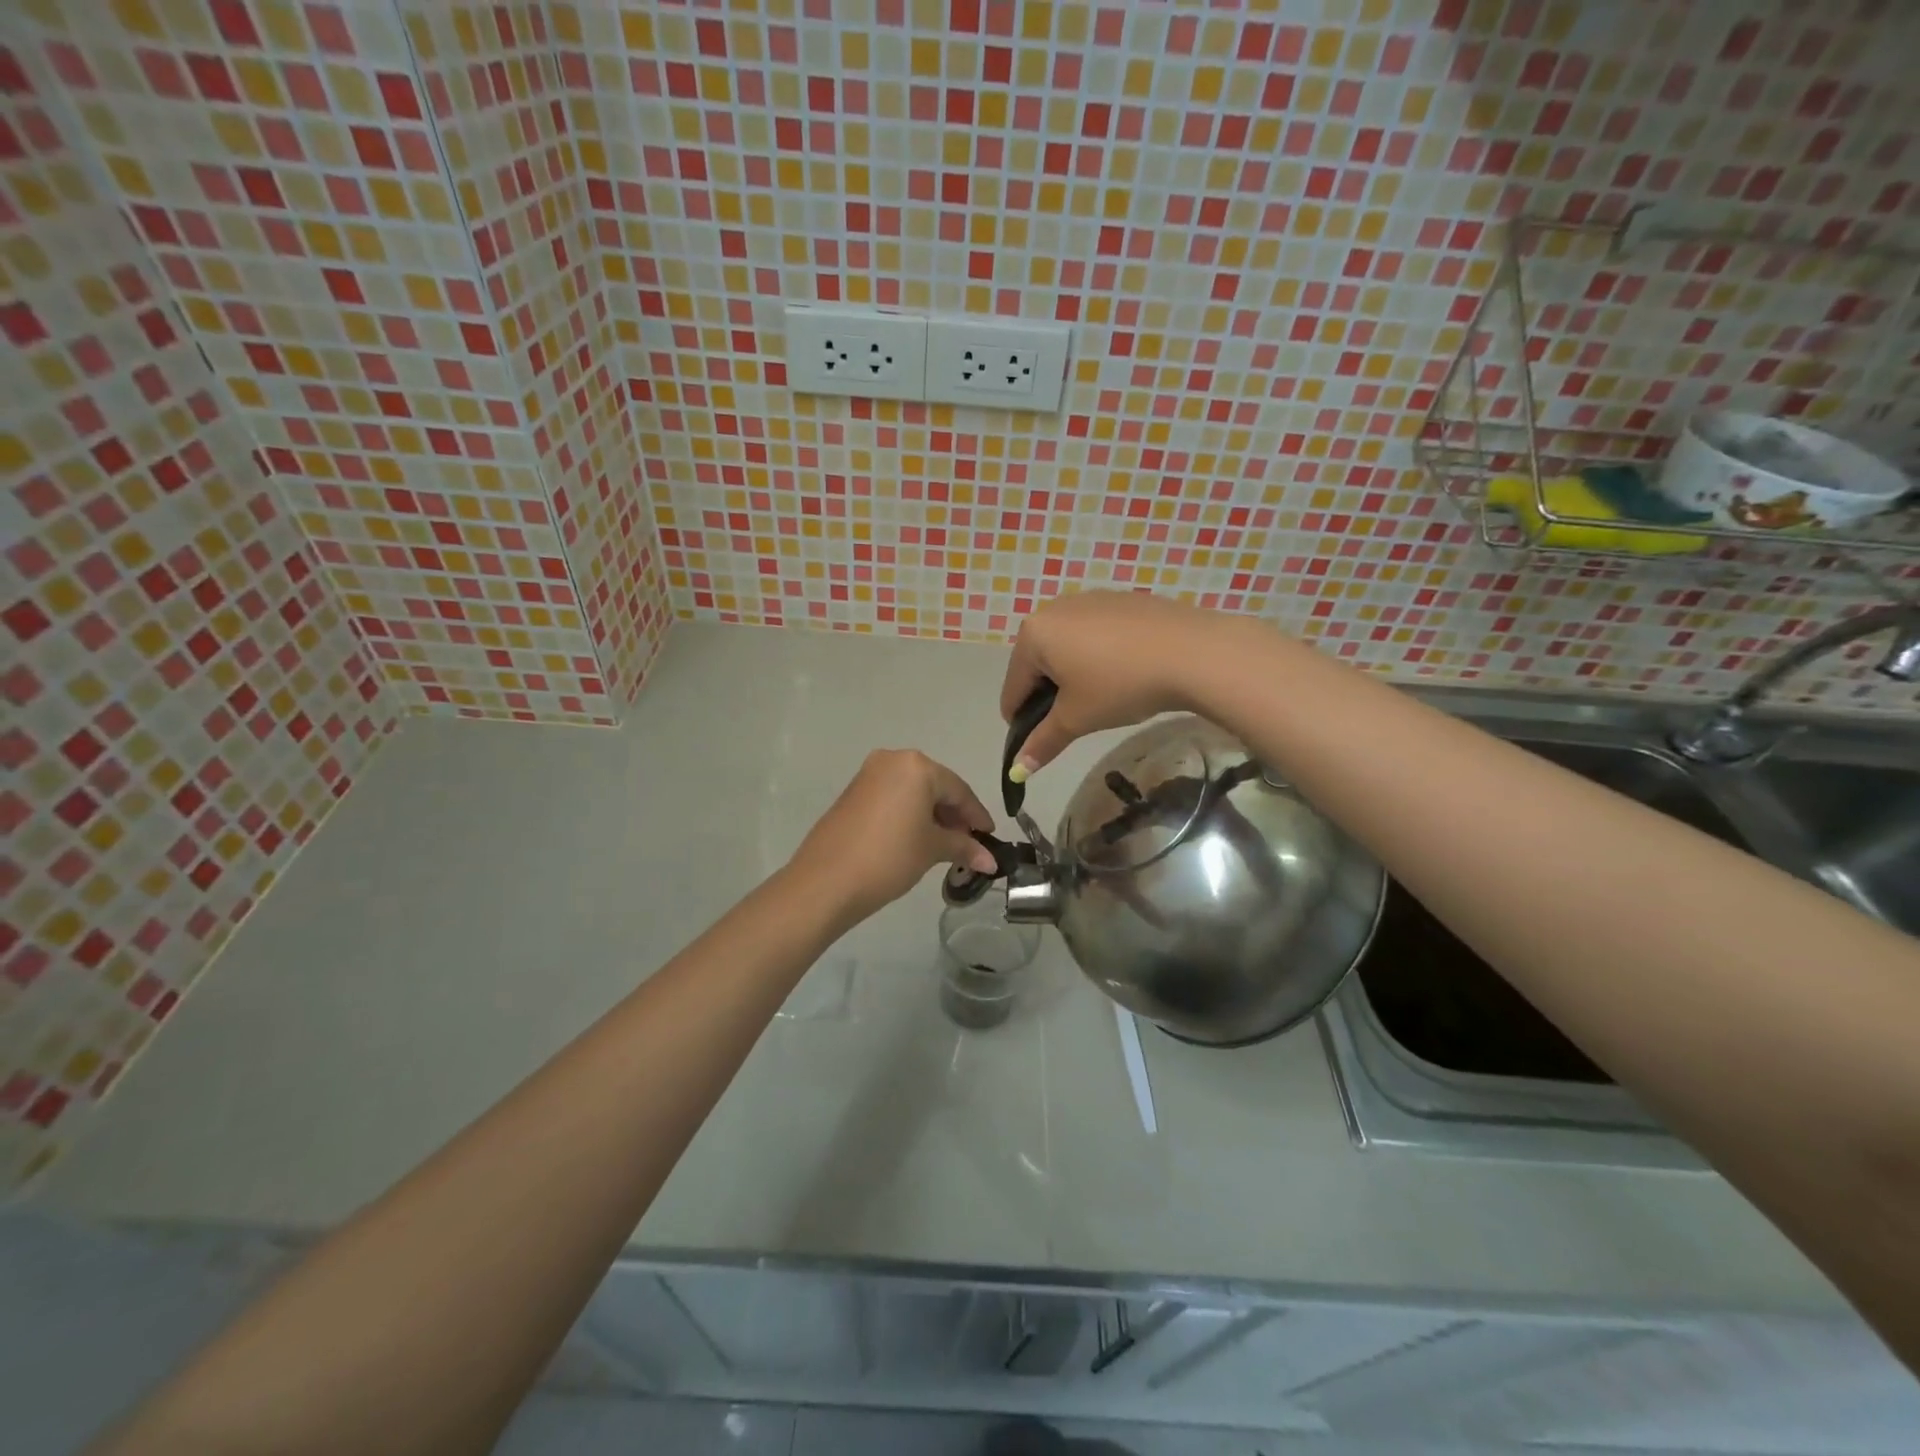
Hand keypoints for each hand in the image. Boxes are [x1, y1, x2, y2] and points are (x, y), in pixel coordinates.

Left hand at [788, 750, 999, 926]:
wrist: (826, 881)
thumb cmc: (889, 857)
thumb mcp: (932, 850)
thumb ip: (964, 848)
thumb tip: (991, 861)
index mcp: (917, 766)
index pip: (958, 790)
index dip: (977, 816)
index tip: (990, 838)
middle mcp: (892, 760)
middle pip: (935, 786)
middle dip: (954, 815)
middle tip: (968, 844)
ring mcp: (868, 775)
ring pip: (912, 792)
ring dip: (931, 816)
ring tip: (944, 846)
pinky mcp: (853, 792)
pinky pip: (892, 798)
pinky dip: (909, 815)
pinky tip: (916, 839)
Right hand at [1001, 590, 1228, 777]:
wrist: (1193, 652)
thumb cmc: (1120, 685)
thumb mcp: (1077, 719)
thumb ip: (1043, 742)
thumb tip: (1017, 770)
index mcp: (1033, 634)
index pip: (1013, 688)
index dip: (1021, 721)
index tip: (1039, 743)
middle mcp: (1054, 608)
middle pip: (1038, 664)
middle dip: (1049, 694)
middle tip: (1076, 720)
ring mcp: (1090, 599)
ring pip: (1067, 647)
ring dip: (1073, 675)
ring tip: (1103, 698)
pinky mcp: (1121, 599)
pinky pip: (1096, 634)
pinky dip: (1099, 656)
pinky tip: (1124, 673)